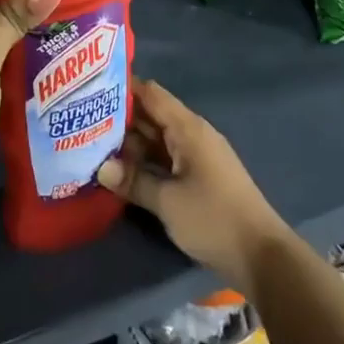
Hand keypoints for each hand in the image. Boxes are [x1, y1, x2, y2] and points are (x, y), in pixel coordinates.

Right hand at [97, 80, 294, 295]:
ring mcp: (197, 156)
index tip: (91, 88)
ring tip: (92, 142)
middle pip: (152, 115)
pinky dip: (144, 160)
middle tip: (82, 119)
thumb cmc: (214, 219)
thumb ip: (134, 181)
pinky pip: (165, 157)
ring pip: (157, 138)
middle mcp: (192, 134)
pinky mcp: (199, 177)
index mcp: (188, 128)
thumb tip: (100, 167)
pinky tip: (121, 169)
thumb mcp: (168, 201)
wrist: (261, 256)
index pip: (151, 93)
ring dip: (130, 142)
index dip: (123, 87)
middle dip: (120, 117)